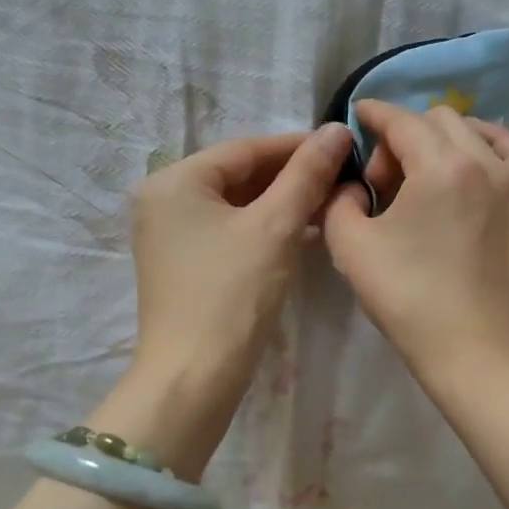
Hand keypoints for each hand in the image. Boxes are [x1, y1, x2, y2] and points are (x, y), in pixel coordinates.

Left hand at [118, 124, 350, 471]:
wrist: (194, 378)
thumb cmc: (232, 294)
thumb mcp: (276, 228)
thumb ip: (306, 174)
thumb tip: (337, 130)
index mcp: (175, 181)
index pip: (246, 149)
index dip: (298, 146)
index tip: (344, 148)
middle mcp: (164, 201)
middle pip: (240, 176)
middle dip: (292, 178)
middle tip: (343, 179)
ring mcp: (171, 236)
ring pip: (239, 206)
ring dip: (284, 204)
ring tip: (332, 205)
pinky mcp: (185, 266)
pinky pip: (232, 232)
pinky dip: (266, 230)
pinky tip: (306, 234)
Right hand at [323, 100, 508, 391]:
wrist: (478, 350)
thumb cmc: (412, 300)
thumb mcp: (351, 248)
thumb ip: (339, 203)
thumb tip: (351, 188)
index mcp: (440, 165)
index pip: (401, 120)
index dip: (372, 114)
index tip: (355, 118)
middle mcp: (482, 161)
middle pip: (436, 121)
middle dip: (402, 137)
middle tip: (382, 184)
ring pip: (473, 132)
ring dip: (441, 140)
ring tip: (423, 175)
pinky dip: (489, 144)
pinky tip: (473, 161)